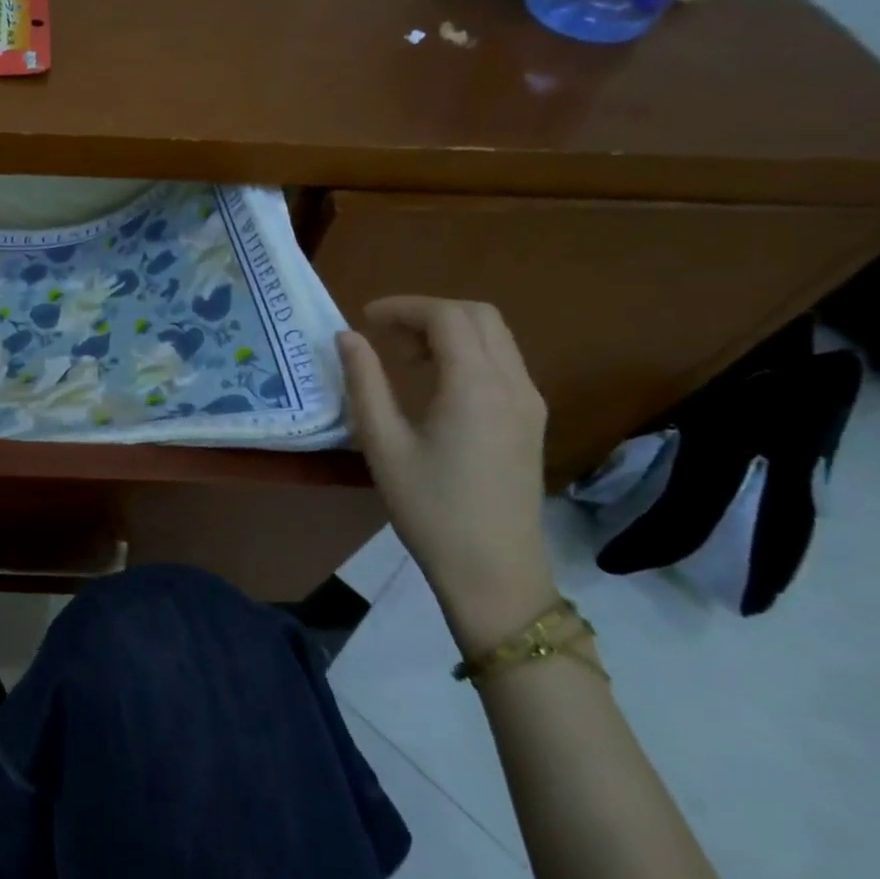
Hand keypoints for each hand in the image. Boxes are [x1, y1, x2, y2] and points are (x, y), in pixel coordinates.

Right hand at [336, 297, 555, 653]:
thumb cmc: (430, 508)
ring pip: (495, 336)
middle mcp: (512, 383)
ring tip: (404, 355)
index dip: (403, 307)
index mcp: (476, 386)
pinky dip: (467, 352)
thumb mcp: (382, 444)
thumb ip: (364, 383)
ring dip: (449, 330)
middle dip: (428, 312)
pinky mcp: (531, 420)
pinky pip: (503, 362)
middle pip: (478, 315)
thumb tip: (347, 337)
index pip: (446, 317)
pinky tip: (435, 382)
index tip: (364, 318)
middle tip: (384, 332)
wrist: (494, 571)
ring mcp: (529, 402)